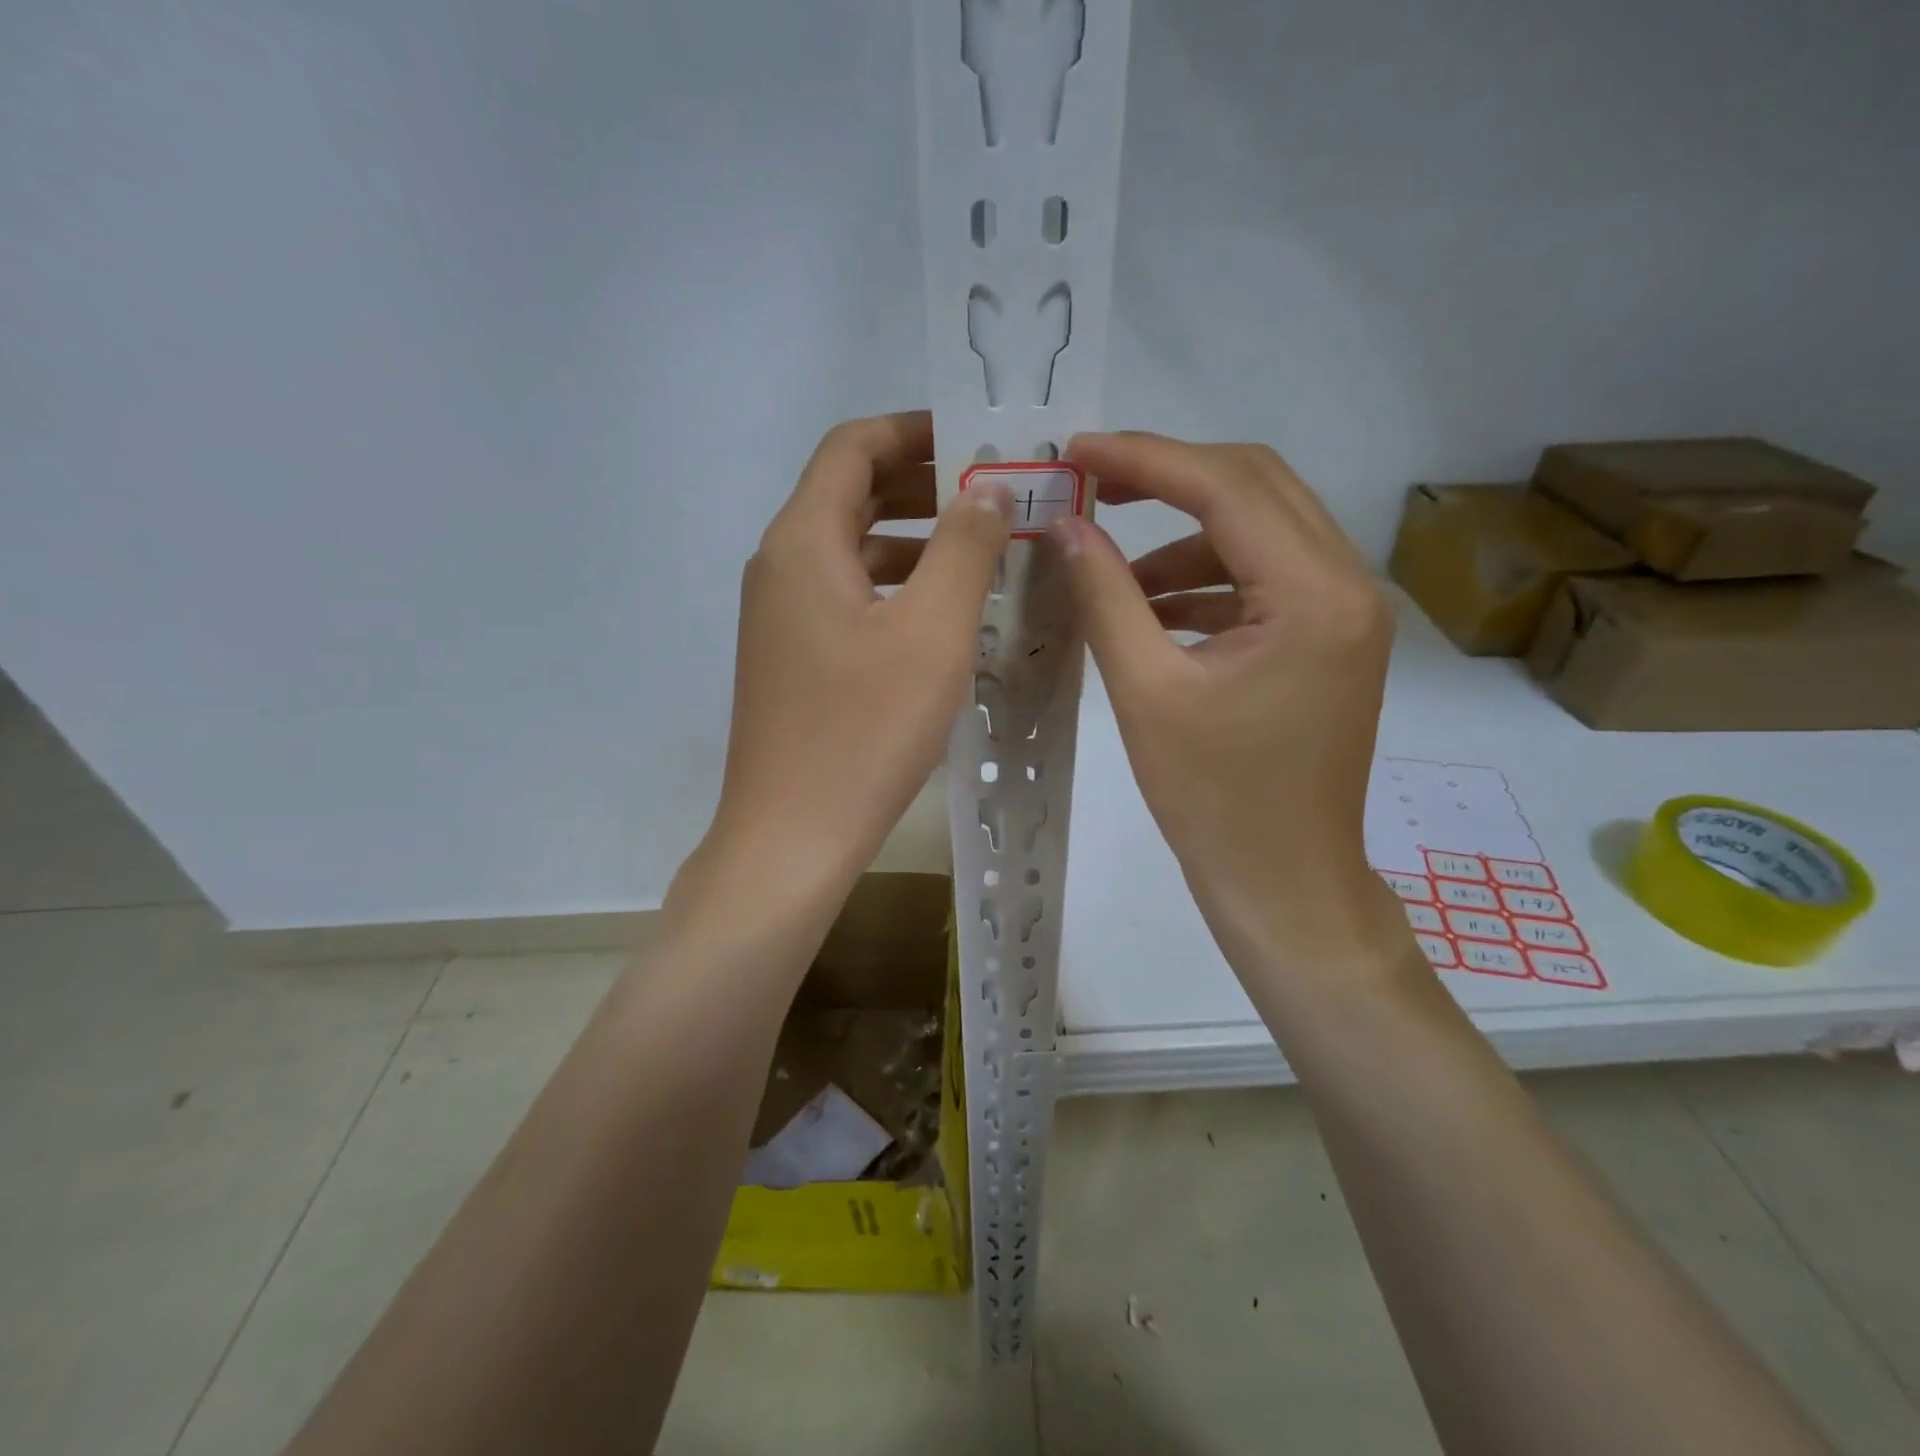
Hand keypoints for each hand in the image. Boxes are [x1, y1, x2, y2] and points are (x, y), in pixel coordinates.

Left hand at [700, 411, 1011, 899]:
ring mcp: (783, 618)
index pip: (852, 447)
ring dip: (914, 541)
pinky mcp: (794, 659)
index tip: (976, 440)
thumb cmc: (864, 731)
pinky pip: (849, 598)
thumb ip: (963, 547)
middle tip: (994, 496)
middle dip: (922, 485)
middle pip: (850, 495)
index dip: (913, 430)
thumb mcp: (931, 632)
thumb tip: (986, 488)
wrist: (792, 836)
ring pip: (852, 551)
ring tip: (984, 553)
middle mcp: (781, 567)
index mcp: (802, 542)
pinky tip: (944, 615)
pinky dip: (895, 588)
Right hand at [1050, 432, 1401, 971]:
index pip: (1226, 487)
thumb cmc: (1213, 800)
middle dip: (1168, 478)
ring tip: (1110, 567)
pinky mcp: (1329, 638)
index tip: (1078, 449)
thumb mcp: (1146, 691)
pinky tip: (1150, 607)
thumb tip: (1066, 525)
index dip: (1145, 458)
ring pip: (1260, 529)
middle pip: (1256, 486)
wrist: (1283, 881)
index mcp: (1314, 595)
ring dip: (1184, 536)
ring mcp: (1346, 611)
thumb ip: (1106, 595)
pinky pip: (1264, 578)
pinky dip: (1206, 579)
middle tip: (1093, 485)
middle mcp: (1348, 584)